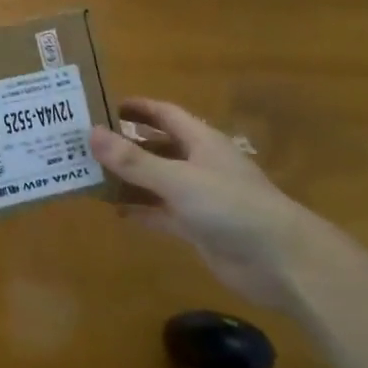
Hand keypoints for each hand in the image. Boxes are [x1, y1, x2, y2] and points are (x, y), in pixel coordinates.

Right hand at [89, 97, 324, 308]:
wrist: (281, 261)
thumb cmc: (230, 205)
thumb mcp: (177, 178)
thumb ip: (134, 160)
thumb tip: (91, 133)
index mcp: (200, 141)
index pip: (164, 114)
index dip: (137, 108)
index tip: (103, 106)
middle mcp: (199, 163)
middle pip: (157, 146)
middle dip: (126, 144)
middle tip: (87, 143)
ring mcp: (199, 197)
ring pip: (156, 181)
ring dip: (129, 179)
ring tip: (91, 175)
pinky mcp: (198, 228)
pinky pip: (161, 212)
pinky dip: (140, 210)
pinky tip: (114, 210)